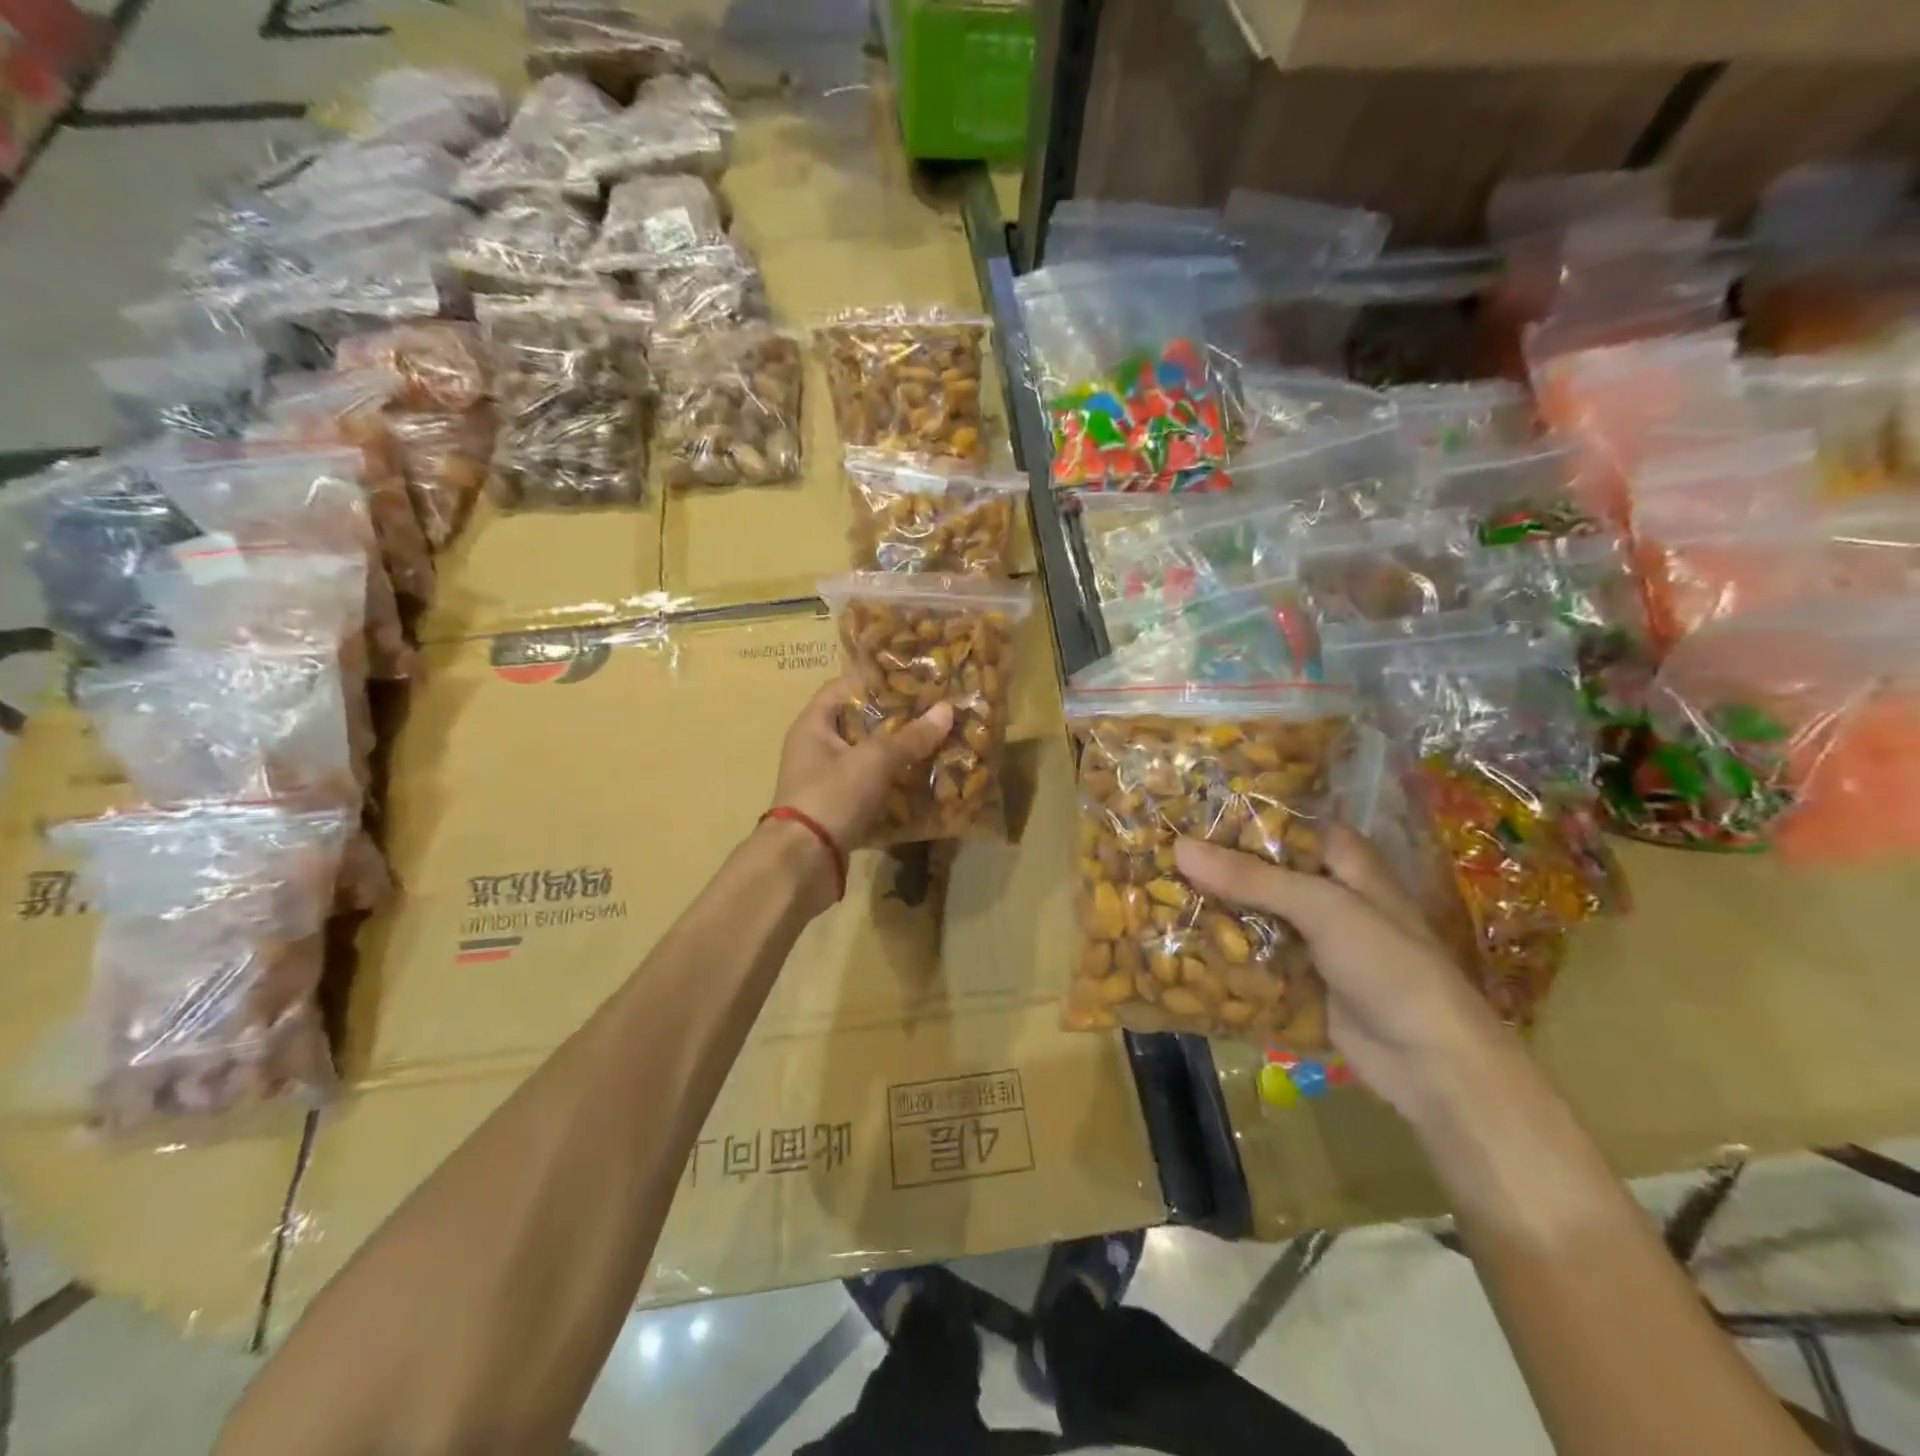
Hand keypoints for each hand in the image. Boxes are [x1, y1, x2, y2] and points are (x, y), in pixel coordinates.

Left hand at [769, 676, 953, 858]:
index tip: (915, 679)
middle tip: (935, 713)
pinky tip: (925, 783)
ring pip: (869, 758)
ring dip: (900, 754)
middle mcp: (816, 748)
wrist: (803, 864)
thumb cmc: (832, 797)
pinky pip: (872, 788)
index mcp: (814, 725)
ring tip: (938, 744)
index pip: (844, 687)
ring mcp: (827, 781)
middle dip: (897, 720)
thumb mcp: (874, 760)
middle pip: (861, 723)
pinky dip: (894, 785)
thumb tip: (947, 710)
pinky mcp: (839, 809)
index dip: (878, 681)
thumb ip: (911, 736)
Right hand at [1175, 828, 1507, 1119]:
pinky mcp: (1296, 976)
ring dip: (1210, 909)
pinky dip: (1220, 949)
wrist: (1431, 1063)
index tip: (1177, 812)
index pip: (1278, 824)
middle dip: (1210, 866)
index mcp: (1341, 859)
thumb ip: (1250, 878)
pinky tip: (1174, 941)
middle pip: (1257, 870)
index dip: (1231, 817)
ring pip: (1249, 913)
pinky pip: (1251, 954)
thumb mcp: (1322, 907)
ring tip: (1148, 893)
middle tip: (1150, 854)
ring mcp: (1309, 937)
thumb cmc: (1389, 965)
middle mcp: (1323, 891)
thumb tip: (1178, 847)